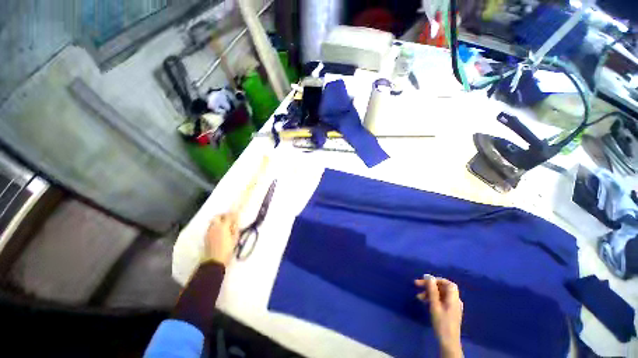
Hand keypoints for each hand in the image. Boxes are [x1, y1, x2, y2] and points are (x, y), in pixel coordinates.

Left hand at [203, 213, 238, 265]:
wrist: (214, 261)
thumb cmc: (227, 250)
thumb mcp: (235, 239)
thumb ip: (235, 229)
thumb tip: (235, 222)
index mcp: (223, 227)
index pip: (228, 216)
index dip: (233, 214)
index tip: (237, 213)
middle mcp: (214, 227)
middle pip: (217, 216)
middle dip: (223, 215)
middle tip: (229, 219)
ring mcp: (209, 232)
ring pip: (213, 222)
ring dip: (219, 221)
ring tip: (225, 226)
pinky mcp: (206, 237)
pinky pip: (211, 228)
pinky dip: (215, 227)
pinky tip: (220, 233)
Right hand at [415, 277, 463, 357]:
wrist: (448, 342)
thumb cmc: (441, 323)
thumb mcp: (434, 306)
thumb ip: (432, 291)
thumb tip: (428, 276)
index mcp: (453, 299)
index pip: (448, 283)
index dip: (437, 280)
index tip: (425, 280)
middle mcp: (455, 301)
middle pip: (443, 288)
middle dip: (430, 286)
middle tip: (417, 285)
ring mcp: (453, 307)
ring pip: (441, 294)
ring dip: (429, 293)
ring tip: (419, 297)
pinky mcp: (449, 312)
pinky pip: (441, 300)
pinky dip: (433, 299)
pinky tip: (425, 302)